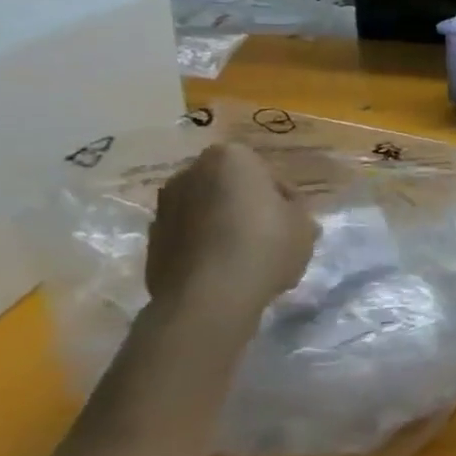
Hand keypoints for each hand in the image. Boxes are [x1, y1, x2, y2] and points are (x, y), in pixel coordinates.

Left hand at [145, 144, 317, 321]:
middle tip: (271, 238)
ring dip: (224, 230)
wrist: (208, 298)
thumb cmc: (265, 246)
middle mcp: (190, 173)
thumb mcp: (304, 225)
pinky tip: (224, 275)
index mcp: (230, 157)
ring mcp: (164, 208)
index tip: (291, 222)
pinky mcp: (151, 243)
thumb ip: (296, 211)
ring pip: (208, 215)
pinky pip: (190, 240)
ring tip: (247, 262)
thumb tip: (286, 214)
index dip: (283, 199)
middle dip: (248, 209)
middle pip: (231, 190)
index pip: (266, 172)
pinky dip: (205, 251)